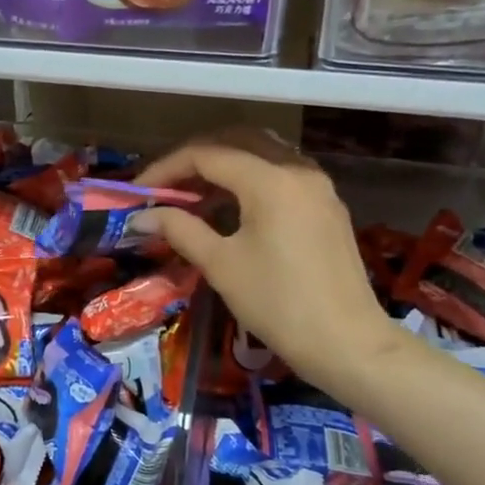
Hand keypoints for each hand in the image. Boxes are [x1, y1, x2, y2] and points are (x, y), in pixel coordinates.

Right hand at [133, 130, 392, 380]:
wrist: (346, 343)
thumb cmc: (278, 303)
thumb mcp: (221, 265)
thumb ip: (180, 229)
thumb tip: (141, 217)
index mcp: (270, 179)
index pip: (206, 155)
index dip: (166, 169)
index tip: (138, 192)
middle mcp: (297, 169)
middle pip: (236, 142)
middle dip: (194, 158)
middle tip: (164, 185)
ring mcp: (317, 186)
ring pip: (262, 154)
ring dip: (223, 165)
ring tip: (192, 194)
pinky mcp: (326, 205)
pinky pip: (280, 173)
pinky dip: (249, 178)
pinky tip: (229, 206)